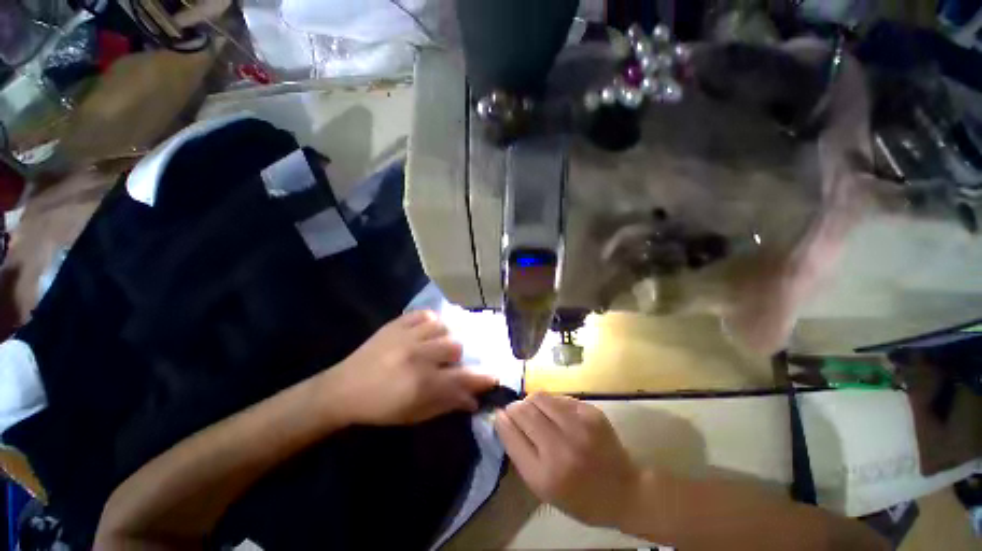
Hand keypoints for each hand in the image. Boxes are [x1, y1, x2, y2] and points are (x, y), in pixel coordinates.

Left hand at [324, 310, 497, 424]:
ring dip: (445, 338)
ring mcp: (406, 336)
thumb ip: (446, 404)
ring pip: (443, 327)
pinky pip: (424, 314)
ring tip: (437, 345)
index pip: (463, 378)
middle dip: (458, 358)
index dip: (482, 377)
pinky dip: (431, 322)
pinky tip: (427, 331)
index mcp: (422, 384)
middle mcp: (418, 356)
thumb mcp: (414, 414)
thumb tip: (473, 400)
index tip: (494, 376)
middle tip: (448, 363)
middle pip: (456, 347)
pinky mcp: (396, 324)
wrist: (342, 389)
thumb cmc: (380, 408)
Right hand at [495, 393, 642, 527]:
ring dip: (531, 402)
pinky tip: (554, 413)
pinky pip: (558, 397)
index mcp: (545, 475)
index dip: (502, 420)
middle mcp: (561, 447)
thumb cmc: (579, 498)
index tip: (499, 415)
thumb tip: (504, 418)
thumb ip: (520, 453)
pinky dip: (550, 402)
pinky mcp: (591, 412)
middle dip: (514, 408)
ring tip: (534, 411)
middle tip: (515, 412)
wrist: (625, 490)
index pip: (511, 433)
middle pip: (524, 411)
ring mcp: (579, 426)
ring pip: (539, 397)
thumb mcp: (543, 488)